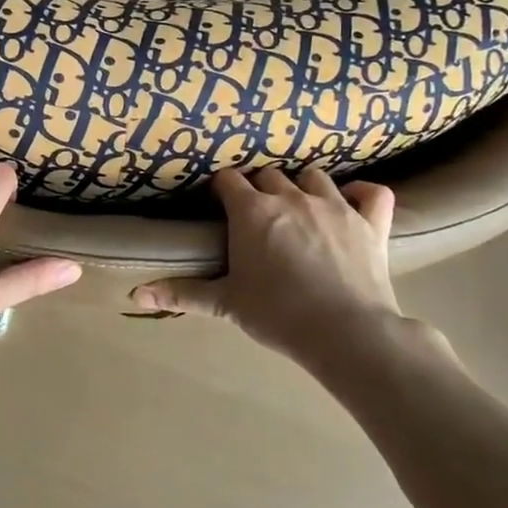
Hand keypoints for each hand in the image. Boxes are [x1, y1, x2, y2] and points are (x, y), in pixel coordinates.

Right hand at [130, 169, 452, 375]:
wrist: (347, 333)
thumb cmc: (278, 314)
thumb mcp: (225, 303)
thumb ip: (182, 292)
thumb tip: (136, 294)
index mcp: (253, 211)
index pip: (229, 180)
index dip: (222, 189)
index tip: (220, 204)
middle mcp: (291, 197)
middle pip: (269, 174)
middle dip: (260, 188)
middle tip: (258, 214)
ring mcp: (335, 205)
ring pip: (314, 176)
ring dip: (303, 186)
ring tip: (299, 206)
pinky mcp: (370, 221)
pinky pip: (372, 192)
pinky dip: (362, 194)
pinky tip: (353, 204)